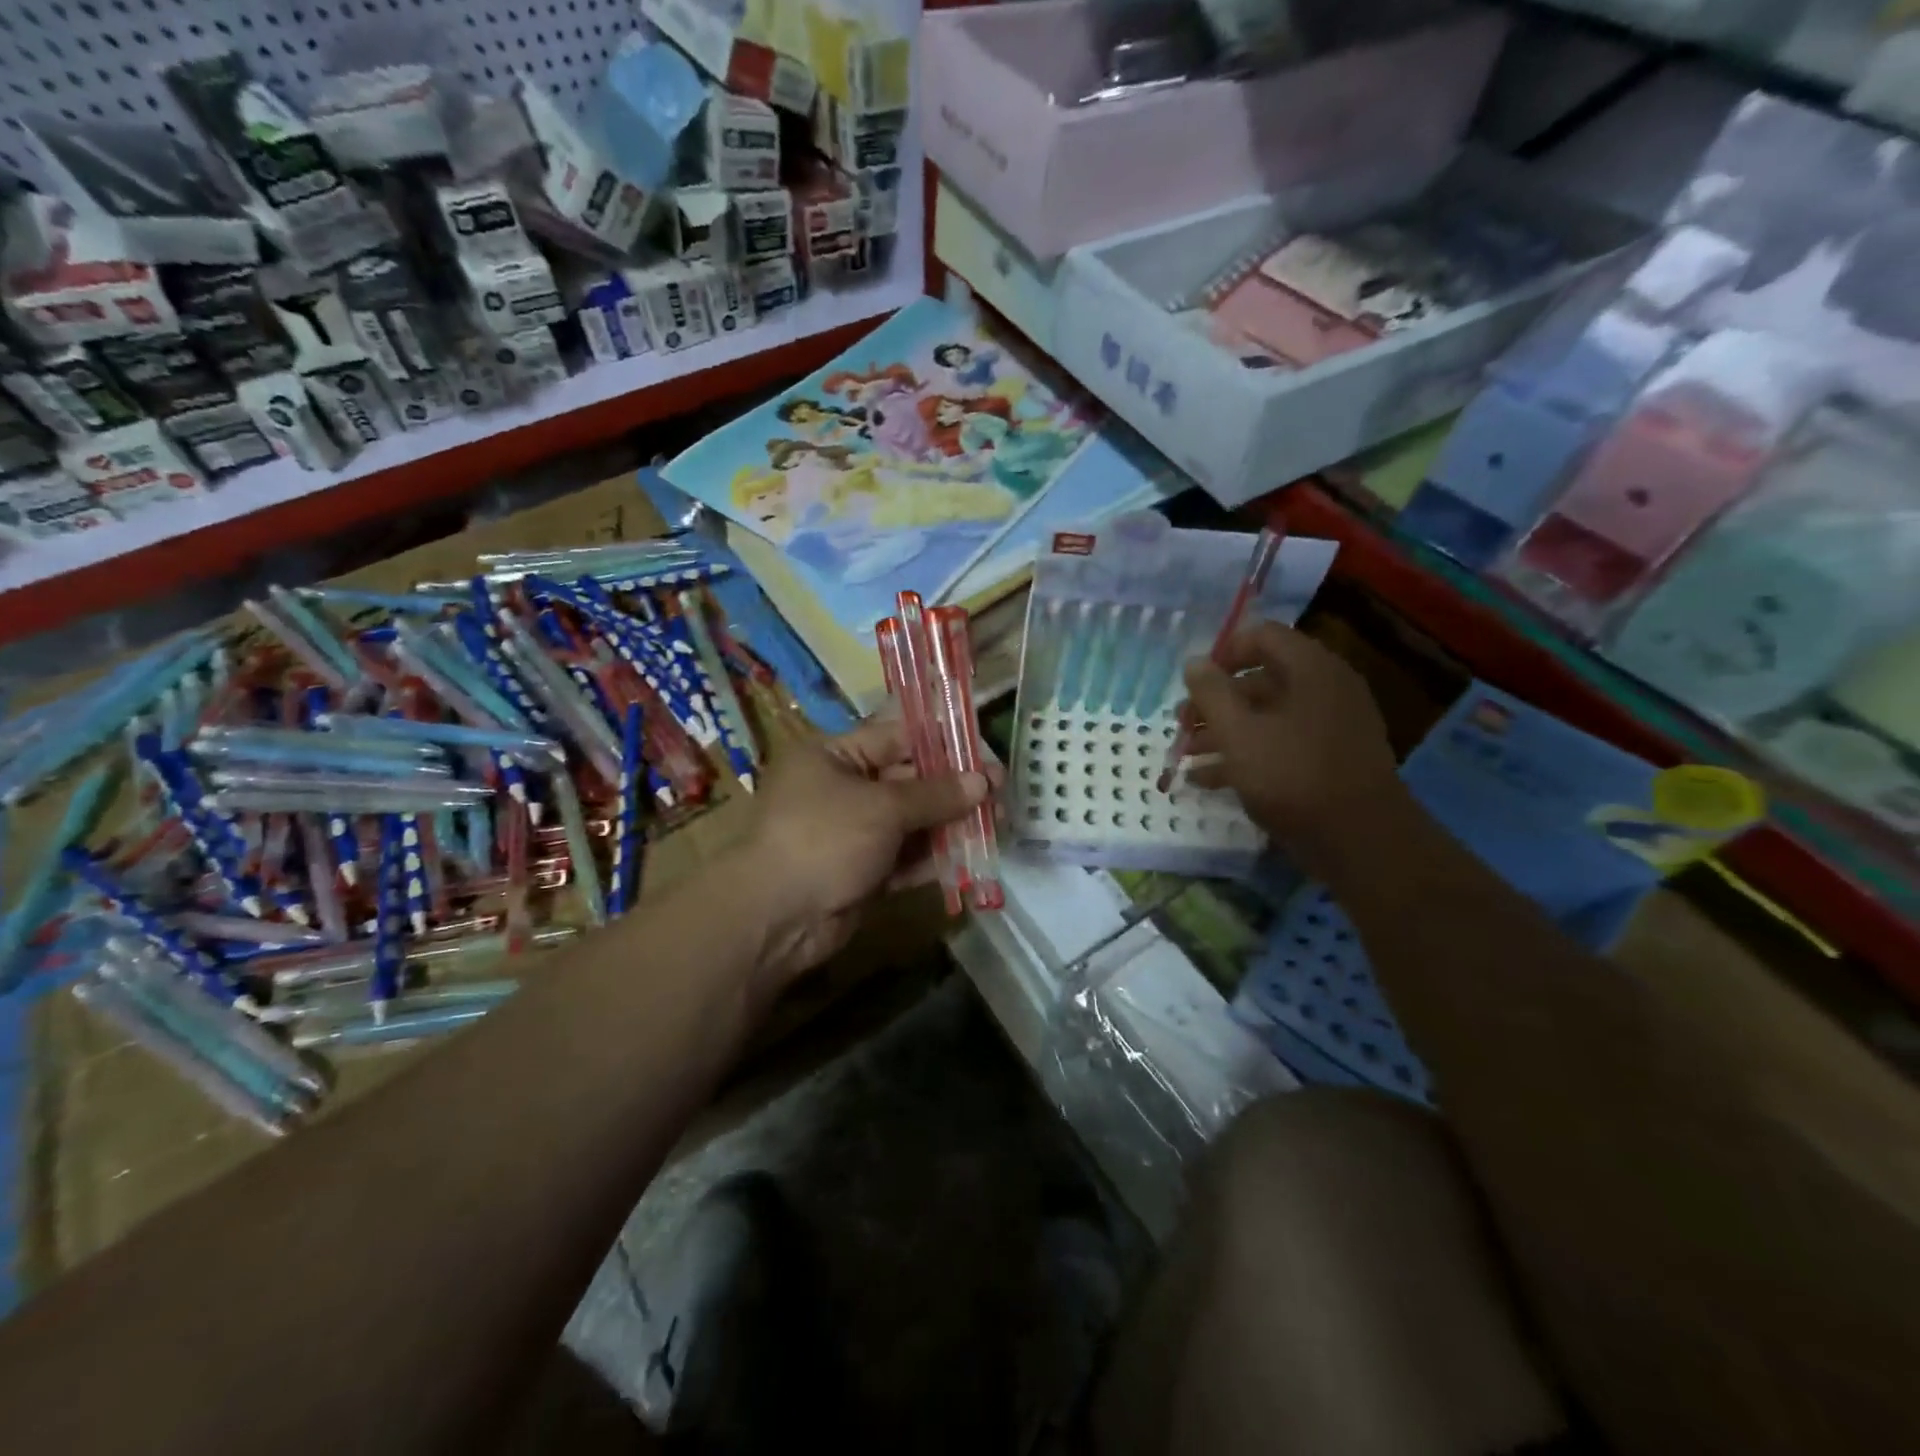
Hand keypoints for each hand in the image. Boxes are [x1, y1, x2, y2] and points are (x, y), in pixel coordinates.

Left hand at [735, 718, 992, 985]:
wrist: (776, 918)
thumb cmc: (824, 838)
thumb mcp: (882, 807)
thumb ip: (935, 794)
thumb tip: (982, 782)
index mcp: (834, 755)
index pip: (896, 737)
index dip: (942, 743)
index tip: (983, 752)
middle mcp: (842, 788)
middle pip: (908, 780)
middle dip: (953, 788)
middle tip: (999, 793)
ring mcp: (852, 832)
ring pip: (911, 821)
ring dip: (950, 824)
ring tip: (995, 824)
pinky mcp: (862, 871)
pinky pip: (905, 857)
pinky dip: (933, 857)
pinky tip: (972, 856)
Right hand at [1178, 620, 1402, 877]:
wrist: (1359, 841)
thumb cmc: (1293, 775)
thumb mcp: (1238, 732)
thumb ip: (1211, 693)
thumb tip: (1194, 662)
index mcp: (1310, 669)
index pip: (1262, 637)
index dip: (1222, 654)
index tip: (1192, 683)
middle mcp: (1325, 689)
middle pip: (1260, 680)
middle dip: (1214, 702)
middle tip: (1182, 725)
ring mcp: (1330, 726)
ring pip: (1266, 717)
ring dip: (1223, 732)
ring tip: (1186, 756)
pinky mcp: (1328, 760)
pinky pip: (1281, 745)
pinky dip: (1246, 755)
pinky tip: (1207, 780)